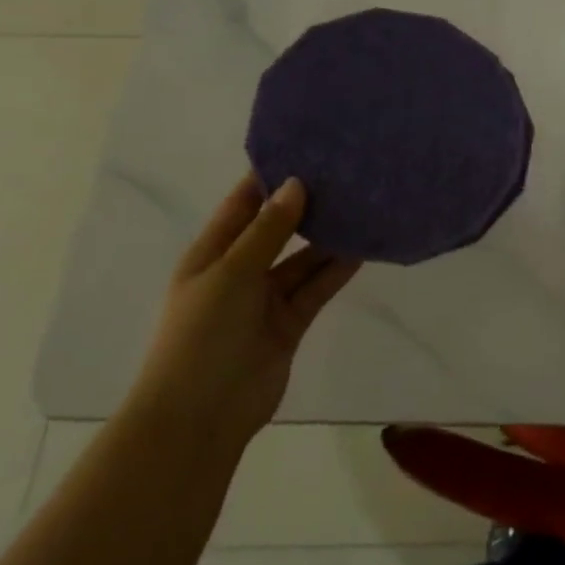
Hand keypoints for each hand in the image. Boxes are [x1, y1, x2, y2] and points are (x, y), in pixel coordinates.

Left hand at [128, 175, 359, 450]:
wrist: (201, 415)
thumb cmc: (202, 335)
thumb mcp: (231, 273)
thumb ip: (268, 230)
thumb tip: (297, 184)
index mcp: (212, 253)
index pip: (243, 204)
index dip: (270, 178)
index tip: (307, 149)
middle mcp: (239, 271)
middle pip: (278, 229)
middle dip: (306, 206)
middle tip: (346, 176)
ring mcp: (265, 299)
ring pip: (303, 259)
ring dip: (328, 238)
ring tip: (363, 207)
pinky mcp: (290, 322)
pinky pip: (316, 287)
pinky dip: (336, 270)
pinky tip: (363, 247)